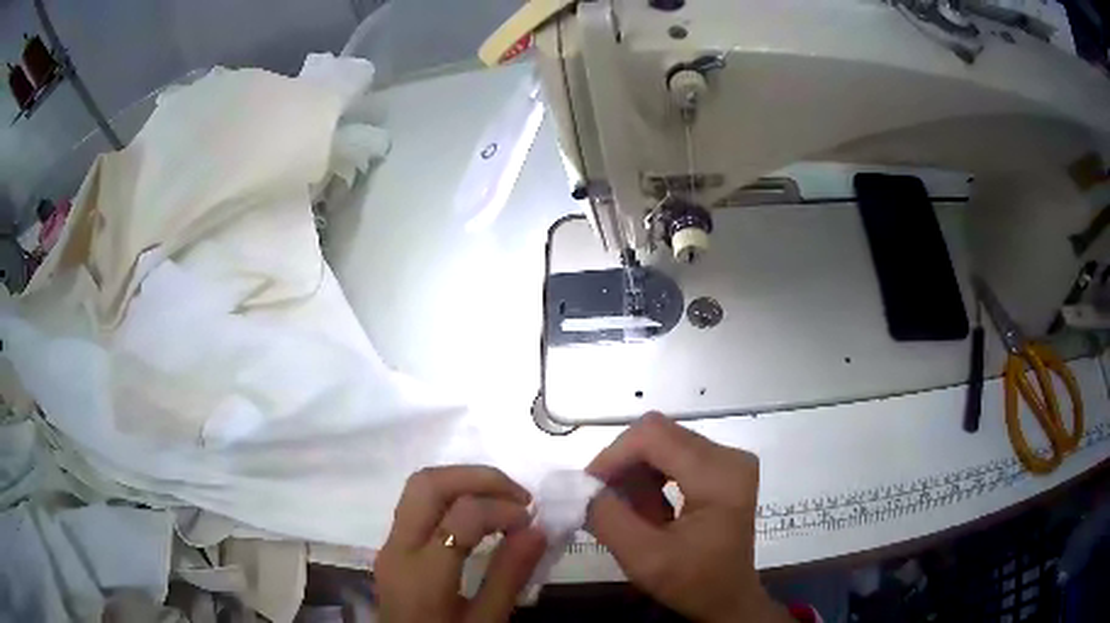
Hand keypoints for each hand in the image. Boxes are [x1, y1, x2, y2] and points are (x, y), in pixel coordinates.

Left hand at [375, 466, 546, 622]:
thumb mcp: (486, 622)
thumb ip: (509, 577)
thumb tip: (538, 529)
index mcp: (423, 573)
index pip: (463, 515)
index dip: (503, 509)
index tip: (532, 522)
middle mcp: (398, 547)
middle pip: (428, 484)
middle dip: (478, 477)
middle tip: (518, 496)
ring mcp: (390, 543)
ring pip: (419, 487)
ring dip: (463, 482)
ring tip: (503, 501)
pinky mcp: (392, 545)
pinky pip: (417, 504)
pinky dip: (451, 496)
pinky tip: (478, 516)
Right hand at [586, 413, 790, 622]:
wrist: (728, 598)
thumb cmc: (693, 582)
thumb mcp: (644, 558)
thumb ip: (608, 518)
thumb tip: (580, 487)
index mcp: (719, 475)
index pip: (653, 436)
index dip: (613, 455)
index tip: (588, 488)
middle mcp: (728, 455)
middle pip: (658, 435)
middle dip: (621, 465)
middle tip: (600, 501)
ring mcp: (727, 459)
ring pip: (662, 443)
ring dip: (635, 473)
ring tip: (626, 511)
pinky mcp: (722, 467)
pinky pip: (673, 455)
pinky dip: (649, 478)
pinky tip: (646, 509)